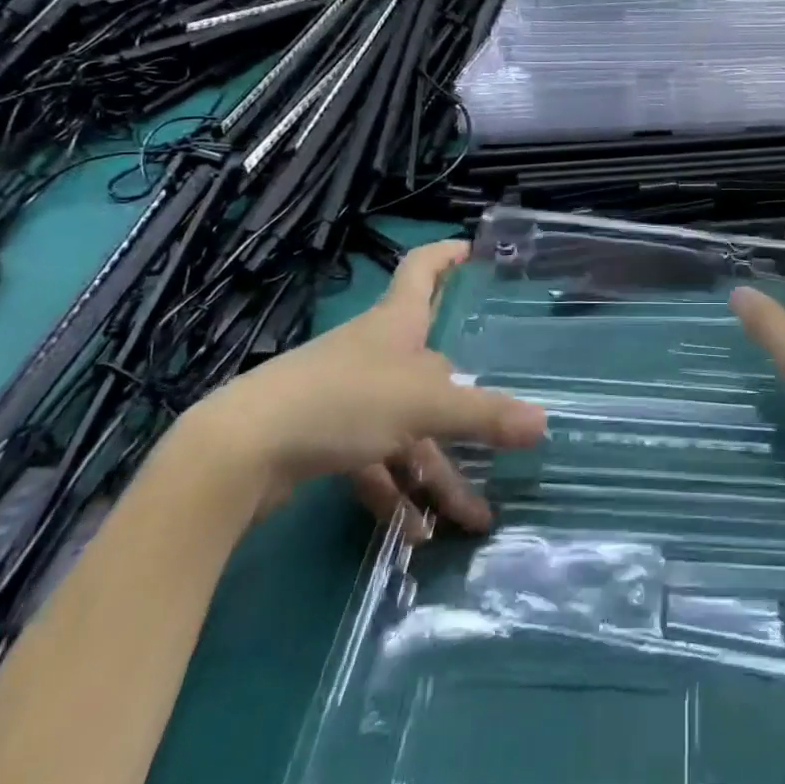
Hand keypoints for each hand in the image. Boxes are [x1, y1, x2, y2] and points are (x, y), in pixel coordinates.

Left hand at [184, 241, 545, 537]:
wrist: (240, 453)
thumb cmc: (342, 400)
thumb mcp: (423, 405)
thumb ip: (484, 415)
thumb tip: (544, 422)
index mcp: (396, 323)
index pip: (422, 269)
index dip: (447, 254)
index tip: (474, 250)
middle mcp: (376, 353)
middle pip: (432, 366)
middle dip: (468, 402)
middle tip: (506, 424)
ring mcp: (350, 397)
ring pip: (409, 428)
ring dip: (438, 471)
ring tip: (473, 517)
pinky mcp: (326, 439)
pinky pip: (376, 463)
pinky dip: (397, 493)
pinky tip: (418, 533)